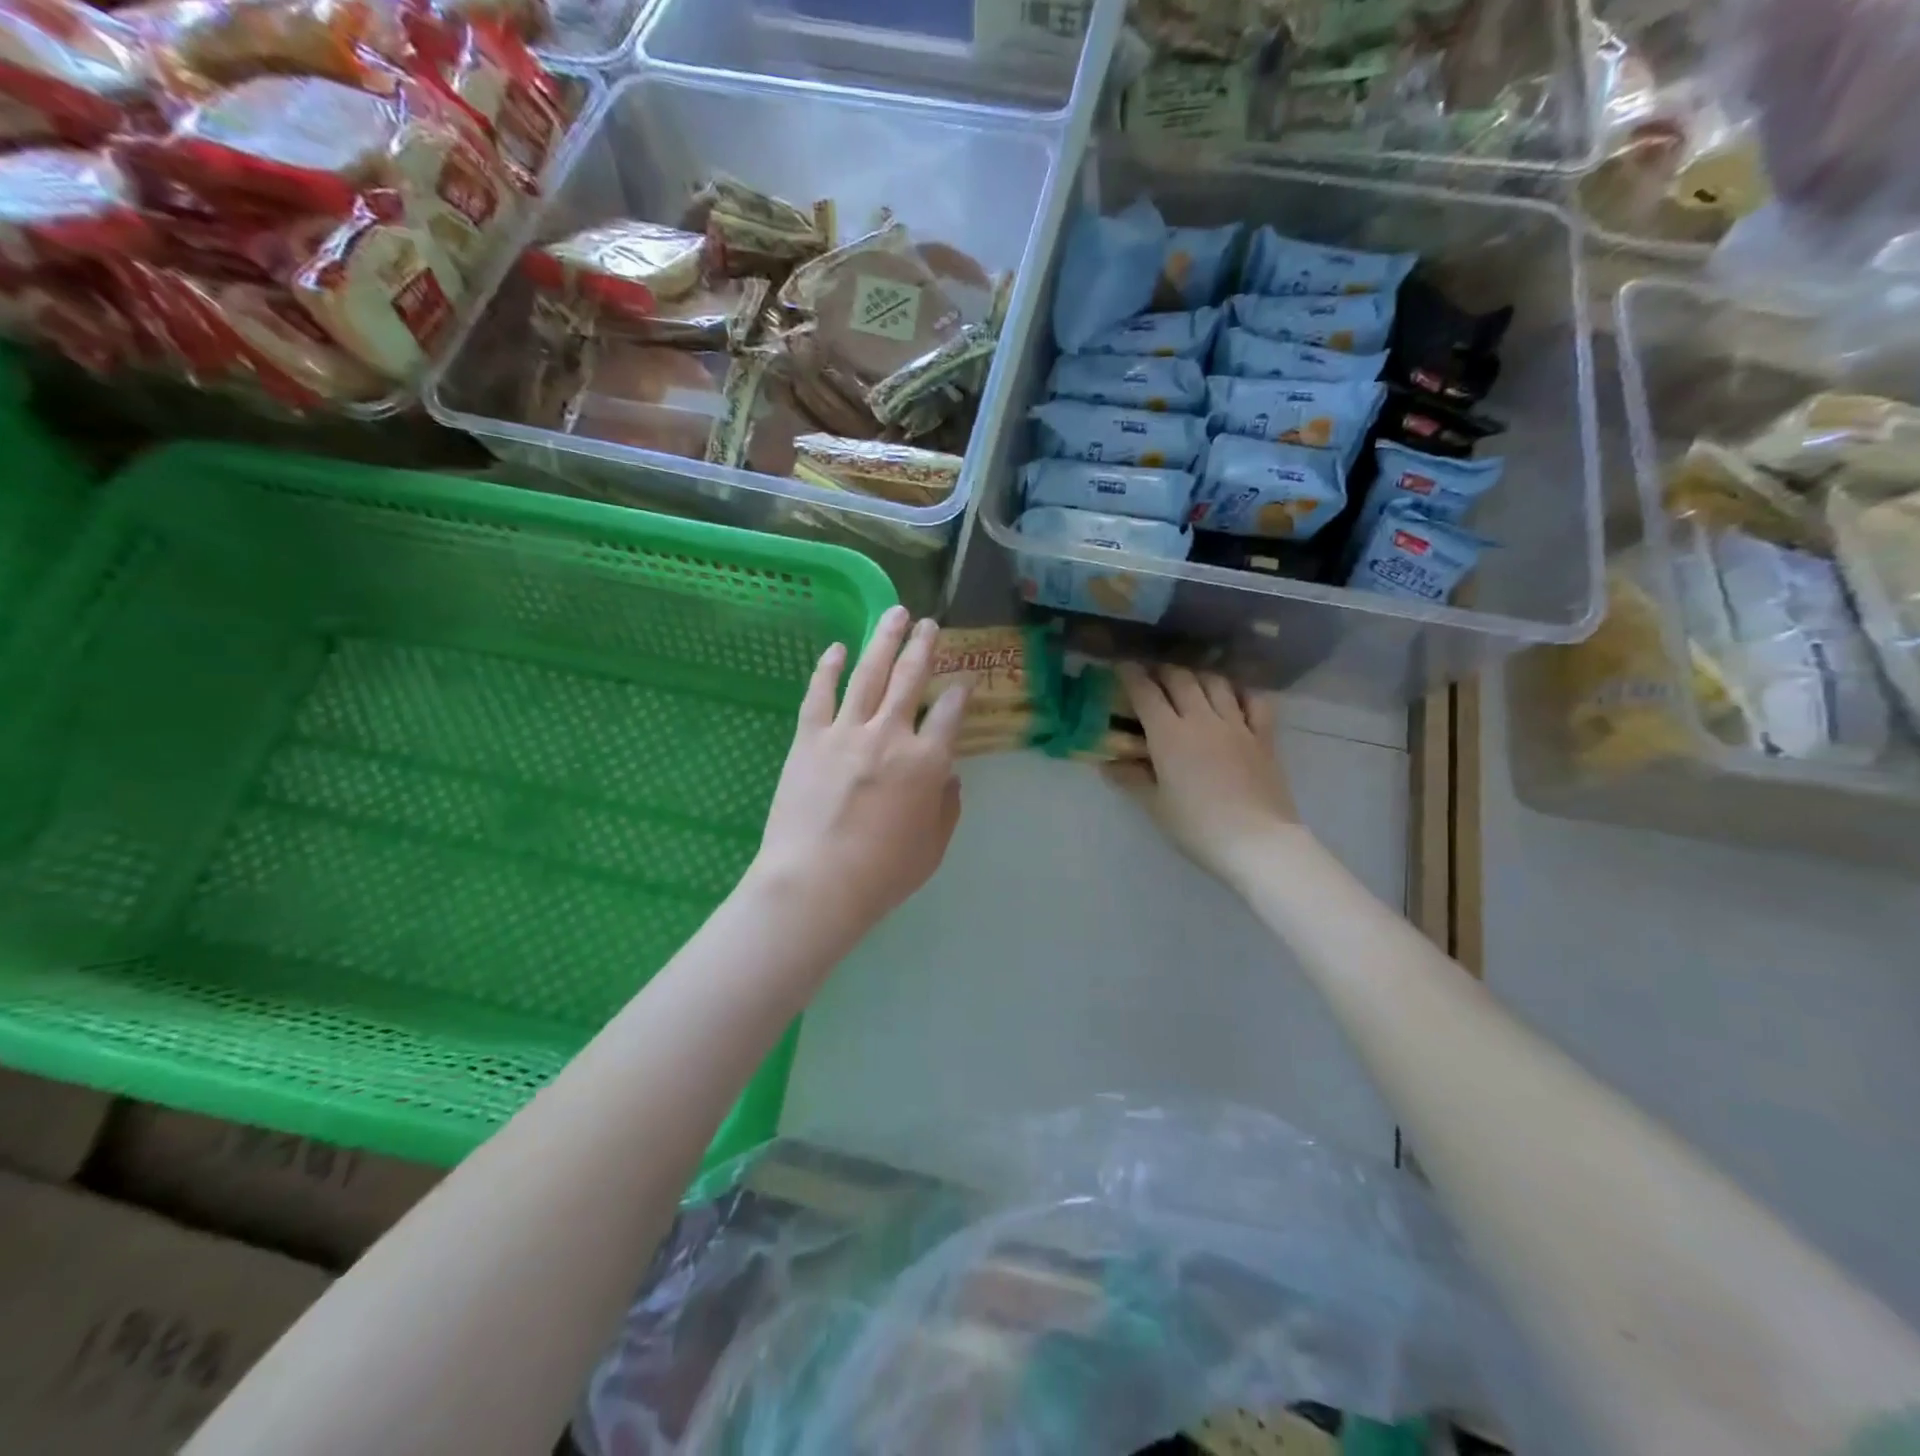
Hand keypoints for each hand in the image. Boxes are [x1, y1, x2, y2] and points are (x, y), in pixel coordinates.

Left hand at [750, 607, 968, 943]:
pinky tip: (837, 647)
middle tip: (929, 623)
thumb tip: (949, 776)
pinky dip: (829, 667)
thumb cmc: (882, 874)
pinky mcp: (809, 738)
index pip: (950, 714)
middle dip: (923, 646)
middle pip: (910, 679)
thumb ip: (946, 807)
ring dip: (884, 640)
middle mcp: (890, 735)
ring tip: (895, 614)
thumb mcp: (932, 847)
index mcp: (927, 762)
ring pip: (869, 673)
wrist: (815, 882)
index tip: (963, 681)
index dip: (959, 694)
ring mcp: (846, 732)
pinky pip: (820, 694)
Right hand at [1109, 664, 1301, 887]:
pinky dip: (1242, 691)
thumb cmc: (1197, 827)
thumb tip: (1108, 764)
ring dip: (1198, 675)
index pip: (1145, 693)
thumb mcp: (1156, 806)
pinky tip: (1234, 694)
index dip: (1130, 675)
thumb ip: (1131, 779)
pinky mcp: (1263, 737)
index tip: (1121, 666)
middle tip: (1152, 674)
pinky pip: (1255, 701)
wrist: (1257, 841)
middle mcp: (1201, 719)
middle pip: (1180, 679)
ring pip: (1216, 683)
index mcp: (1169, 735)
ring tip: (1189, 680)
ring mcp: (1236, 725)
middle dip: (1162, 671)